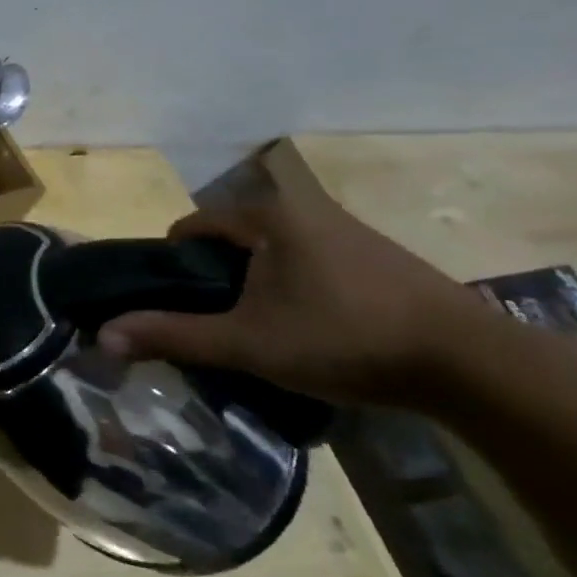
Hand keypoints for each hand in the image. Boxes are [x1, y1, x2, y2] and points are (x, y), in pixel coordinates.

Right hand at [96, 184, 497, 407]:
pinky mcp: (378, 259)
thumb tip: (102, 336)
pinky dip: (290, 288)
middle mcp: (305, 211)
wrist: (473, 365)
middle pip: (231, 239)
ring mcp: (347, 233)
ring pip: (271, 253)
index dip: (169, 264)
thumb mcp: (247, 342)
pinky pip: (307, 264)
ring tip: (256, 330)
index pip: (192, 227)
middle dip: (212, 278)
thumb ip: (172, 335)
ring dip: (252, 284)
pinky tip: (308, 329)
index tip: (170, 304)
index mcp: (268, 217)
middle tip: (210, 322)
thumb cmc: (343, 338)